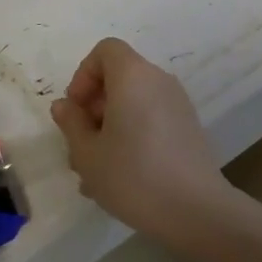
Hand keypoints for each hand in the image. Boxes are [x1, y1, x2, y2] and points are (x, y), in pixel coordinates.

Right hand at [50, 38, 243, 240]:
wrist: (196, 211)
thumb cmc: (133, 176)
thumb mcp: (87, 153)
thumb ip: (71, 123)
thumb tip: (65, 106)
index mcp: (133, 76)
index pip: (105, 50)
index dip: (83, 75)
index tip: (76, 110)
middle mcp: (158, 81)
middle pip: (118, 78)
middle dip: (93, 107)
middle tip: (80, 146)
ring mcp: (178, 105)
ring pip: (133, 103)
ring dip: (109, 127)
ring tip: (95, 170)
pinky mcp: (188, 129)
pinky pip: (150, 119)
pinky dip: (131, 136)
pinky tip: (120, 175)